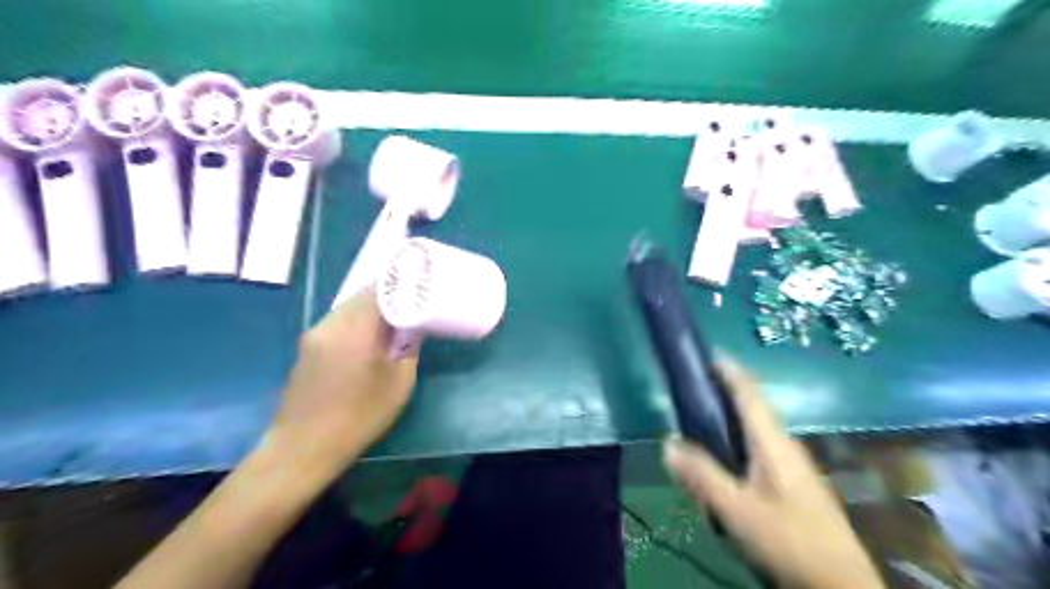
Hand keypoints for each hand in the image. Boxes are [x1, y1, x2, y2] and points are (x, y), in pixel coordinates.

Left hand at [264, 292, 421, 475]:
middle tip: (410, 301)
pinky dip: (356, 322)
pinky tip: (367, 338)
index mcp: (355, 330)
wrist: (302, 448)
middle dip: (387, 295)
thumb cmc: (359, 417)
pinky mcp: (306, 348)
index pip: (379, 290)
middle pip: (361, 296)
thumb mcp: (398, 384)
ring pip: (347, 309)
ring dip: (370, 309)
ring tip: (392, 319)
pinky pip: (336, 323)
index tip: (419, 285)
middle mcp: (330, 324)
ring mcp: (314, 335)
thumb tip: (413, 326)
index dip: (400, 283)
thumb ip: (408, 348)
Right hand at [663, 357, 882, 588]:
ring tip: (700, 426)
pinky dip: (736, 444)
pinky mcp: (793, 483)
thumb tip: (667, 444)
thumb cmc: (789, 540)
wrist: (842, 585)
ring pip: (755, 431)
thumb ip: (702, 476)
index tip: (707, 353)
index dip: (730, 370)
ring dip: (729, 421)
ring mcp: (793, 465)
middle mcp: (785, 446)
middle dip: (724, 393)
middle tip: (692, 391)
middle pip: (752, 408)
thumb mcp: (737, 510)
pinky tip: (723, 466)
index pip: (750, 393)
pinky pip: (758, 450)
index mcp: (773, 443)